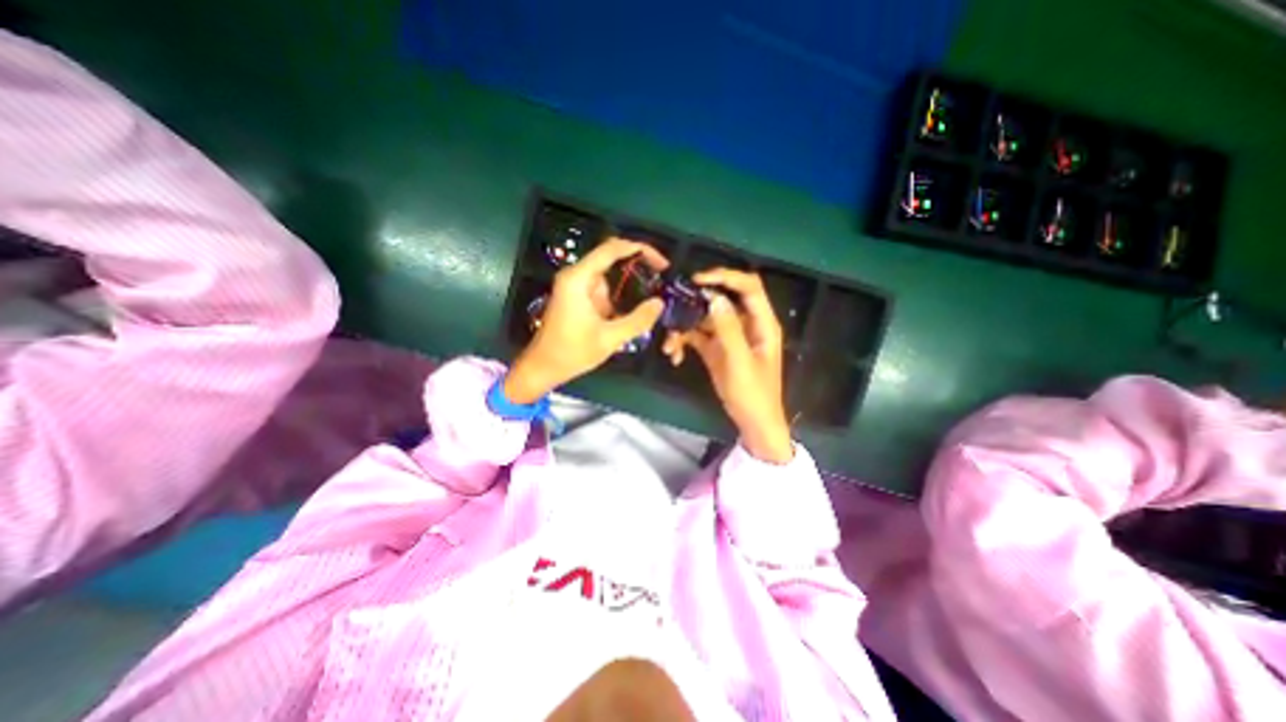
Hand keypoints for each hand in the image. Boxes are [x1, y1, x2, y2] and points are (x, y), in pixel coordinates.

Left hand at [502, 238, 668, 403]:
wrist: (543, 367)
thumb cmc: (572, 352)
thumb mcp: (609, 338)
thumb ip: (638, 320)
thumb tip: (659, 303)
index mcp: (579, 279)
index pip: (613, 249)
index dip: (640, 250)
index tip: (662, 264)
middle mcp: (576, 276)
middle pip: (612, 260)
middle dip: (638, 269)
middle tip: (661, 281)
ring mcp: (577, 287)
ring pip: (610, 278)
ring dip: (629, 287)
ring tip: (651, 300)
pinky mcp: (578, 298)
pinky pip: (604, 291)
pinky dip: (619, 298)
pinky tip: (634, 310)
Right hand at [664, 268, 795, 462]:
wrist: (752, 424)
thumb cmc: (753, 394)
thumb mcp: (740, 361)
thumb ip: (728, 328)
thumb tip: (715, 298)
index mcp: (762, 323)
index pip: (748, 286)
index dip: (725, 277)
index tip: (698, 281)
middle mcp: (746, 324)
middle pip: (722, 299)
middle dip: (697, 303)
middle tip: (674, 306)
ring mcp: (729, 337)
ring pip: (705, 319)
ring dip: (686, 327)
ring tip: (670, 344)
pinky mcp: (716, 349)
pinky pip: (698, 336)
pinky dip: (685, 342)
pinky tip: (674, 355)